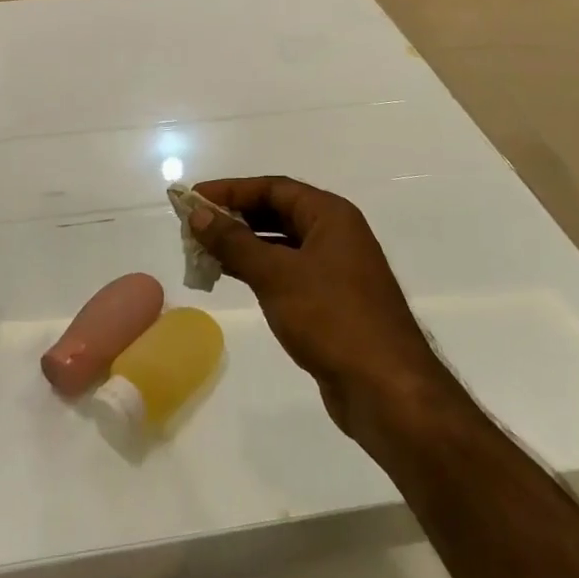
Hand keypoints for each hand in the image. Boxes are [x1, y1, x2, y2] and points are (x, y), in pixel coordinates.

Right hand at [190, 178, 445, 437]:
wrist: (385, 389)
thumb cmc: (331, 319)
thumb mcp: (276, 274)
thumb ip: (234, 242)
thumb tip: (197, 213)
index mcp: (331, 215)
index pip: (273, 188)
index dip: (231, 190)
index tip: (193, 197)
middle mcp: (336, 234)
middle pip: (277, 211)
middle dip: (234, 216)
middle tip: (193, 225)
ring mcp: (336, 269)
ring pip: (281, 243)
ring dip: (243, 244)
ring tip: (203, 251)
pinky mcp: (331, 300)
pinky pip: (287, 271)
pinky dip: (258, 269)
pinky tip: (232, 276)